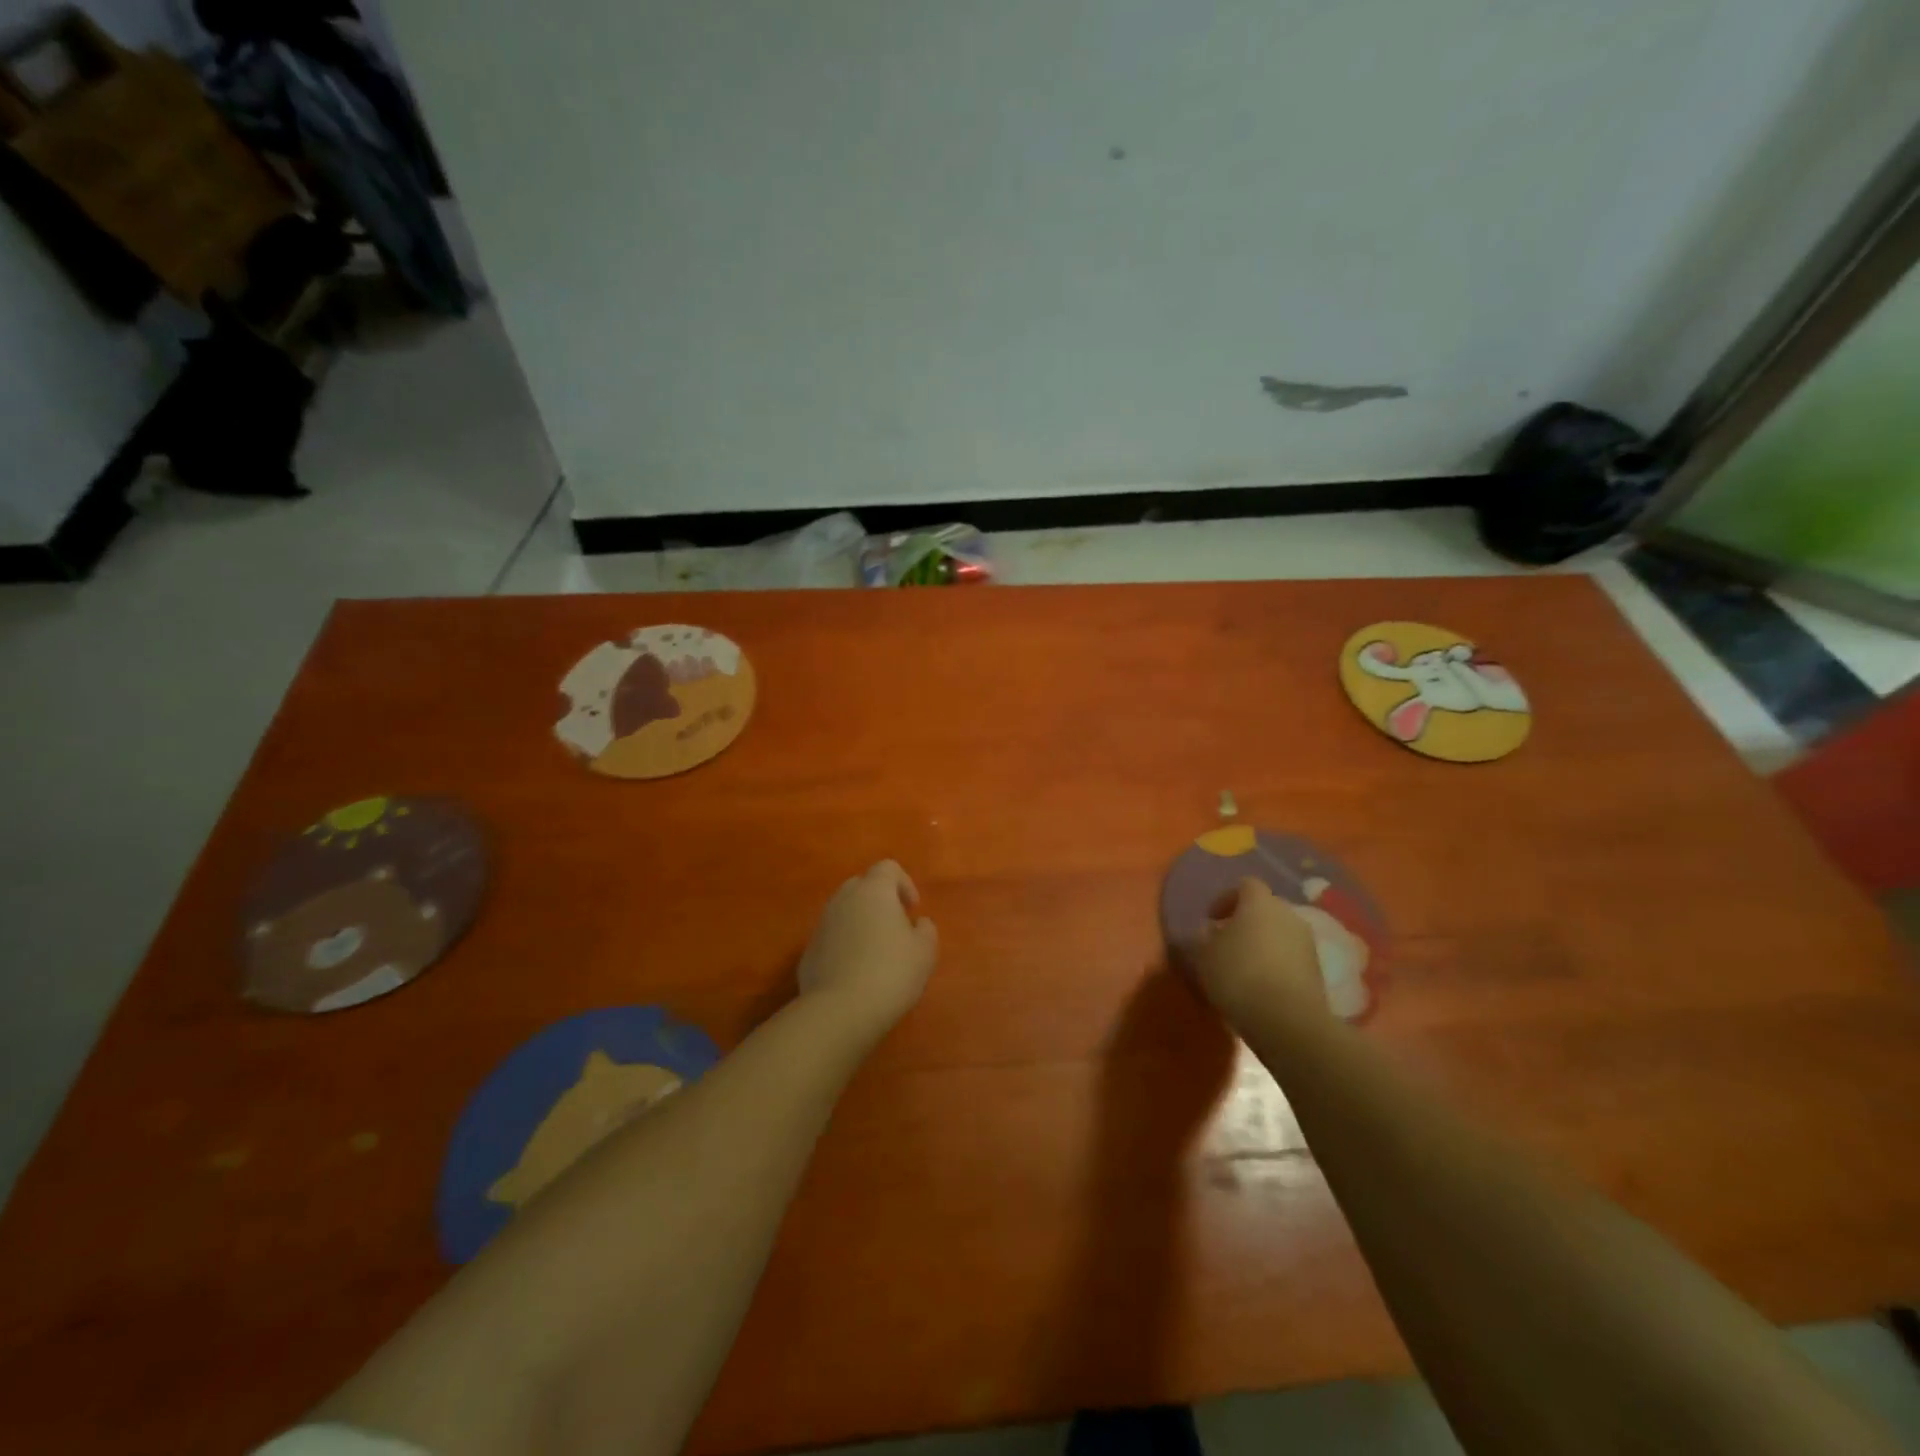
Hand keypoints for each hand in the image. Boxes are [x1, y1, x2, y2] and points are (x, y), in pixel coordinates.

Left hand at [797, 861, 938, 1031]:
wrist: (839, 1011)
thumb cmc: (891, 973)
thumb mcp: (925, 952)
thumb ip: (926, 930)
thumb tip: (918, 923)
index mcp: (873, 891)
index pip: (888, 867)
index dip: (904, 883)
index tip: (912, 909)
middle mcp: (843, 899)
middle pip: (862, 885)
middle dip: (879, 900)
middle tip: (895, 927)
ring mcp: (822, 924)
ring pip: (844, 911)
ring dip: (860, 922)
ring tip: (875, 952)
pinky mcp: (808, 951)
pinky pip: (831, 937)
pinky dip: (844, 945)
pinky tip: (855, 973)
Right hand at [1187, 877, 1329, 1030]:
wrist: (1287, 1019)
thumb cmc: (1238, 974)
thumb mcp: (1205, 955)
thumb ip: (1205, 937)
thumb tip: (1210, 931)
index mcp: (1259, 902)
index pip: (1245, 885)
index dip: (1226, 899)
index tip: (1211, 919)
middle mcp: (1288, 914)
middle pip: (1266, 908)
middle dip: (1246, 921)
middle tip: (1227, 941)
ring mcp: (1307, 942)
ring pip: (1280, 933)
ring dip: (1263, 943)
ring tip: (1243, 966)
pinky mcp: (1317, 970)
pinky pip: (1291, 957)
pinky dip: (1276, 963)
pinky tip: (1261, 984)